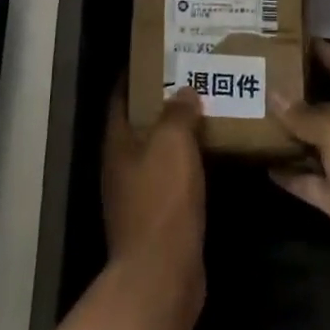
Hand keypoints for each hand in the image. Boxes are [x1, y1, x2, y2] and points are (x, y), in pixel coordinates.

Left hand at [103, 87, 206, 318]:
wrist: (162, 272)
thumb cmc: (162, 200)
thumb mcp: (172, 145)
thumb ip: (177, 114)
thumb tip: (183, 92)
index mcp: (117, 144)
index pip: (120, 98)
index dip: (134, 75)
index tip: (157, 56)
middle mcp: (121, 166)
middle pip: (138, 125)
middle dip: (161, 102)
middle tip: (191, 79)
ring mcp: (137, 194)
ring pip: (156, 152)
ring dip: (177, 134)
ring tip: (206, 111)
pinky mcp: (157, 217)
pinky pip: (171, 178)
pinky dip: (187, 163)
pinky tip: (211, 156)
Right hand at [268, 40, 329, 293]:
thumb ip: (307, 115)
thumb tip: (275, 94)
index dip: (325, 52)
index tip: (296, 36)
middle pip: (325, 106)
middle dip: (297, 93)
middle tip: (260, 77)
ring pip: (312, 144)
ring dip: (287, 134)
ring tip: (251, 116)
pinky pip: (308, 180)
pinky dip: (288, 173)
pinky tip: (262, 163)